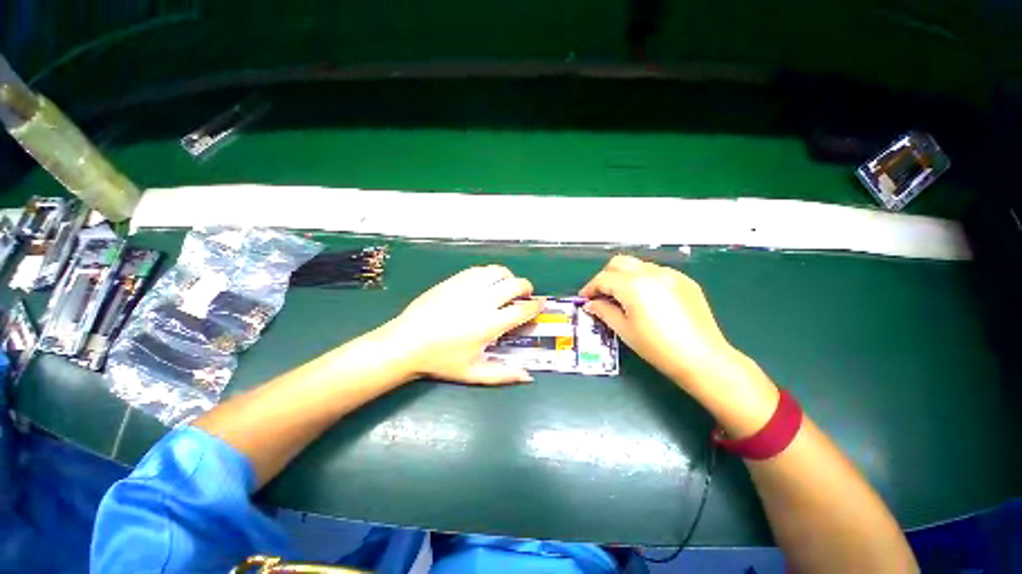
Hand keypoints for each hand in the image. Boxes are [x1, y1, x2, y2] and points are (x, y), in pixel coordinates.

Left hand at [381, 265, 542, 384]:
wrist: (407, 342)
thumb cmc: (441, 360)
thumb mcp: (474, 373)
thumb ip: (503, 375)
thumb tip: (528, 376)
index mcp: (491, 323)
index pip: (523, 310)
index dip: (536, 306)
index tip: (540, 304)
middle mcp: (484, 300)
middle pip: (516, 285)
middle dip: (526, 288)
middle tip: (525, 295)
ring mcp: (468, 287)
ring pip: (499, 272)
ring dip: (508, 278)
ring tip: (506, 287)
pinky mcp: (455, 279)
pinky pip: (480, 270)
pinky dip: (490, 274)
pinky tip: (486, 283)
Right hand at [580, 255, 738, 388]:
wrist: (702, 358)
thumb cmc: (657, 347)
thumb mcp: (624, 330)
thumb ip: (604, 311)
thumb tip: (591, 304)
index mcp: (633, 285)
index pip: (604, 279)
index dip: (590, 288)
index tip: (585, 299)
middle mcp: (651, 273)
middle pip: (619, 262)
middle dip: (606, 276)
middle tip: (602, 295)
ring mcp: (671, 274)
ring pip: (638, 266)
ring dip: (625, 277)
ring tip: (623, 297)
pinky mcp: (685, 281)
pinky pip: (656, 272)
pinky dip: (644, 280)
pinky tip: (646, 299)